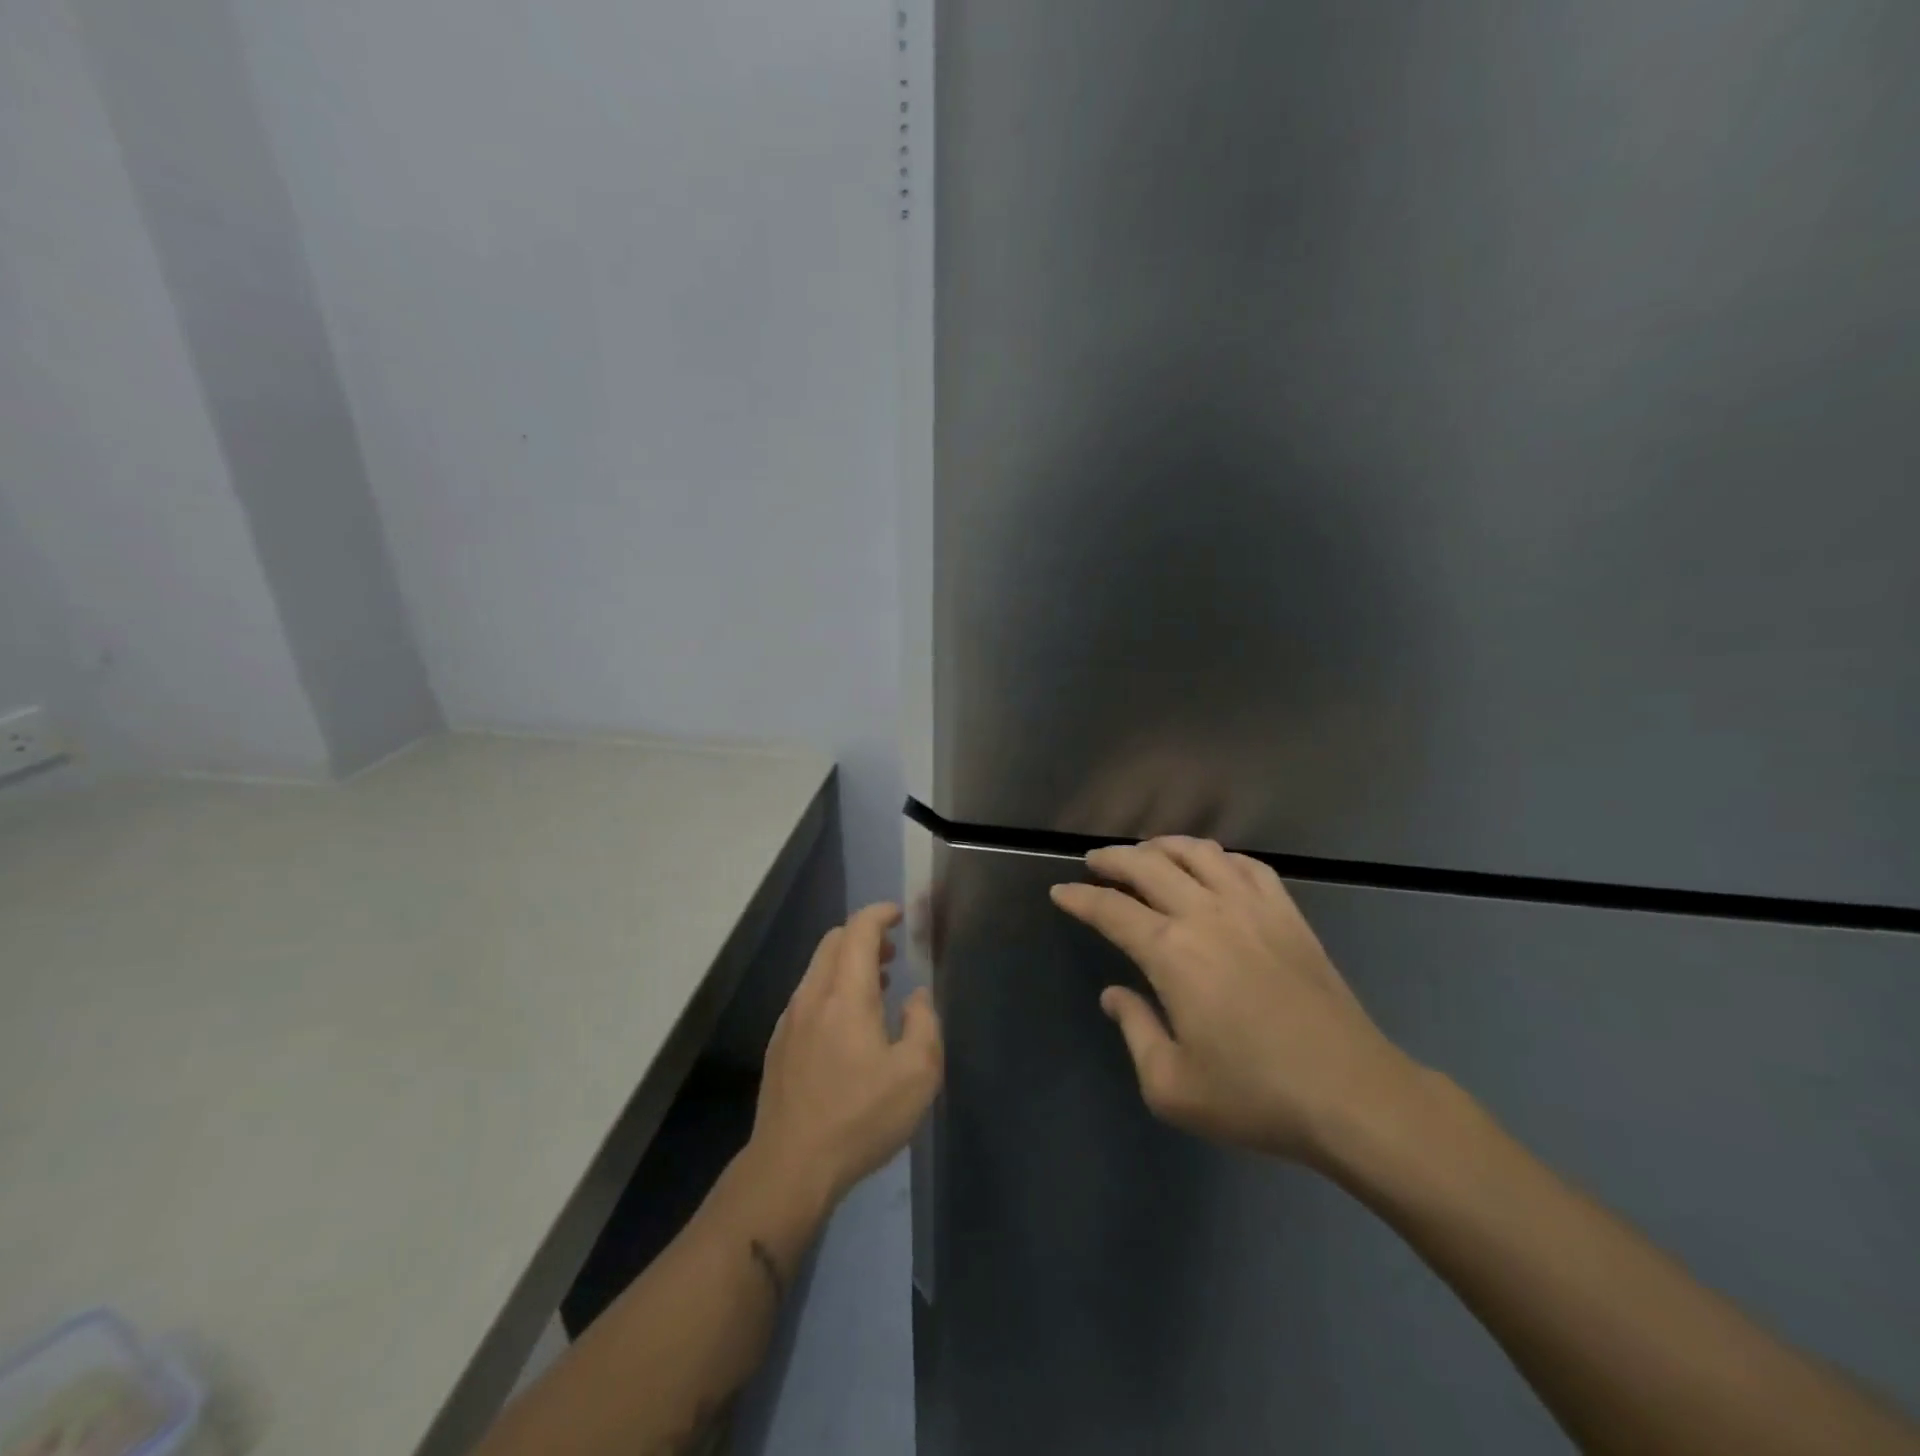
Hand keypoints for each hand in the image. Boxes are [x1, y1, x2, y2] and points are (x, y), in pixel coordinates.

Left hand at [747, 903, 943, 1212]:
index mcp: (846, 995)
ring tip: (879, 986)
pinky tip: (850, 1025)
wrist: (790, 1167)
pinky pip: (808, 996)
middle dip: (864, 936)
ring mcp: (790, 1020)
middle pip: (833, 942)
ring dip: (848, 964)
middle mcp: (812, 996)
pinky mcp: (779, 1045)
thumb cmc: (860, 1117)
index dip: (880, 914)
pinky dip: (832, 989)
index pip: (858, 930)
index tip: (901, 915)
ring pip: (818, 969)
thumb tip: (916, 998)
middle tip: (893, 952)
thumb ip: (924, 1024)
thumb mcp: (917, 1075)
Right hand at [1050, 837, 1417, 1165]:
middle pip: (1148, 866)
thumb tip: (1114, 995)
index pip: (1111, 910)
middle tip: (1094, 861)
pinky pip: (1247, 865)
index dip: (1080, 898)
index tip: (1061, 892)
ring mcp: (1252, 908)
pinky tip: (1211, 865)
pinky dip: (1218, 856)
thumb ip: (1134, 1030)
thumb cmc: (1255, 1096)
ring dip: (1163, 846)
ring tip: (1146, 853)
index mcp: (1171, 953)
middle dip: (1113, 858)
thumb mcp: (1171, 1085)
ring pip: (1198, 853)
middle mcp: (1206, 915)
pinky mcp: (1288, 914)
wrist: (1352, 1095)